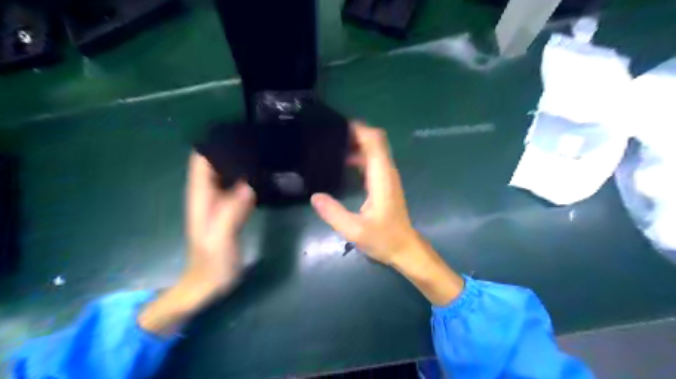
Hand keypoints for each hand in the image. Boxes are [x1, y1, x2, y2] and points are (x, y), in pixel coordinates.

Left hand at [138, 151, 254, 334]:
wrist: (208, 285)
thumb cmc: (211, 263)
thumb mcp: (220, 239)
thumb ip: (231, 212)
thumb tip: (248, 185)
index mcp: (201, 197)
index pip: (202, 160)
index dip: (217, 144)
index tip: (240, 133)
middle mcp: (208, 194)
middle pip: (216, 162)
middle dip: (234, 149)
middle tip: (260, 141)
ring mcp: (220, 202)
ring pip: (228, 173)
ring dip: (242, 162)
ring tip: (265, 152)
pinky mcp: (230, 209)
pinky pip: (238, 186)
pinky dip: (249, 178)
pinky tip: (264, 175)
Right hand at [310, 122, 417, 265]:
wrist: (404, 249)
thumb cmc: (384, 239)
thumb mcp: (355, 230)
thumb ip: (334, 213)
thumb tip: (315, 196)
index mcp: (381, 177)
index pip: (375, 142)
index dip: (359, 130)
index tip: (337, 127)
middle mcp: (386, 172)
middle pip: (374, 141)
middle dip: (354, 134)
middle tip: (329, 135)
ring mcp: (386, 177)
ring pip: (373, 150)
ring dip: (356, 144)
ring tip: (331, 145)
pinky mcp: (384, 184)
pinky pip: (371, 161)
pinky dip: (358, 155)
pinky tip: (341, 162)